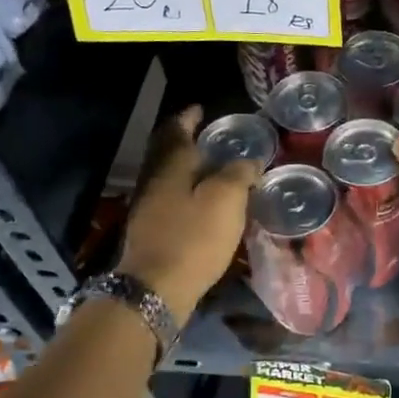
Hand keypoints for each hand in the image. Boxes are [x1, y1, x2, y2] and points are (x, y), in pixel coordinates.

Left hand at [118, 107, 260, 321]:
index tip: (201, 109)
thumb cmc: (194, 237)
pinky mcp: (152, 230)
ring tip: (212, 168)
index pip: (177, 130)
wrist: (156, 288)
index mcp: (171, 165)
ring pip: (168, 175)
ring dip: (187, 167)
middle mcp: (155, 180)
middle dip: (185, 140)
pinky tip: (202, 201)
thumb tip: (249, 161)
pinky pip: (170, 198)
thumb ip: (239, 174)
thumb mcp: (226, 200)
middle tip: (208, 136)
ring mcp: (149, 206)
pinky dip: (186, 190)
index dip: (189, 117)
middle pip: (168, 152)